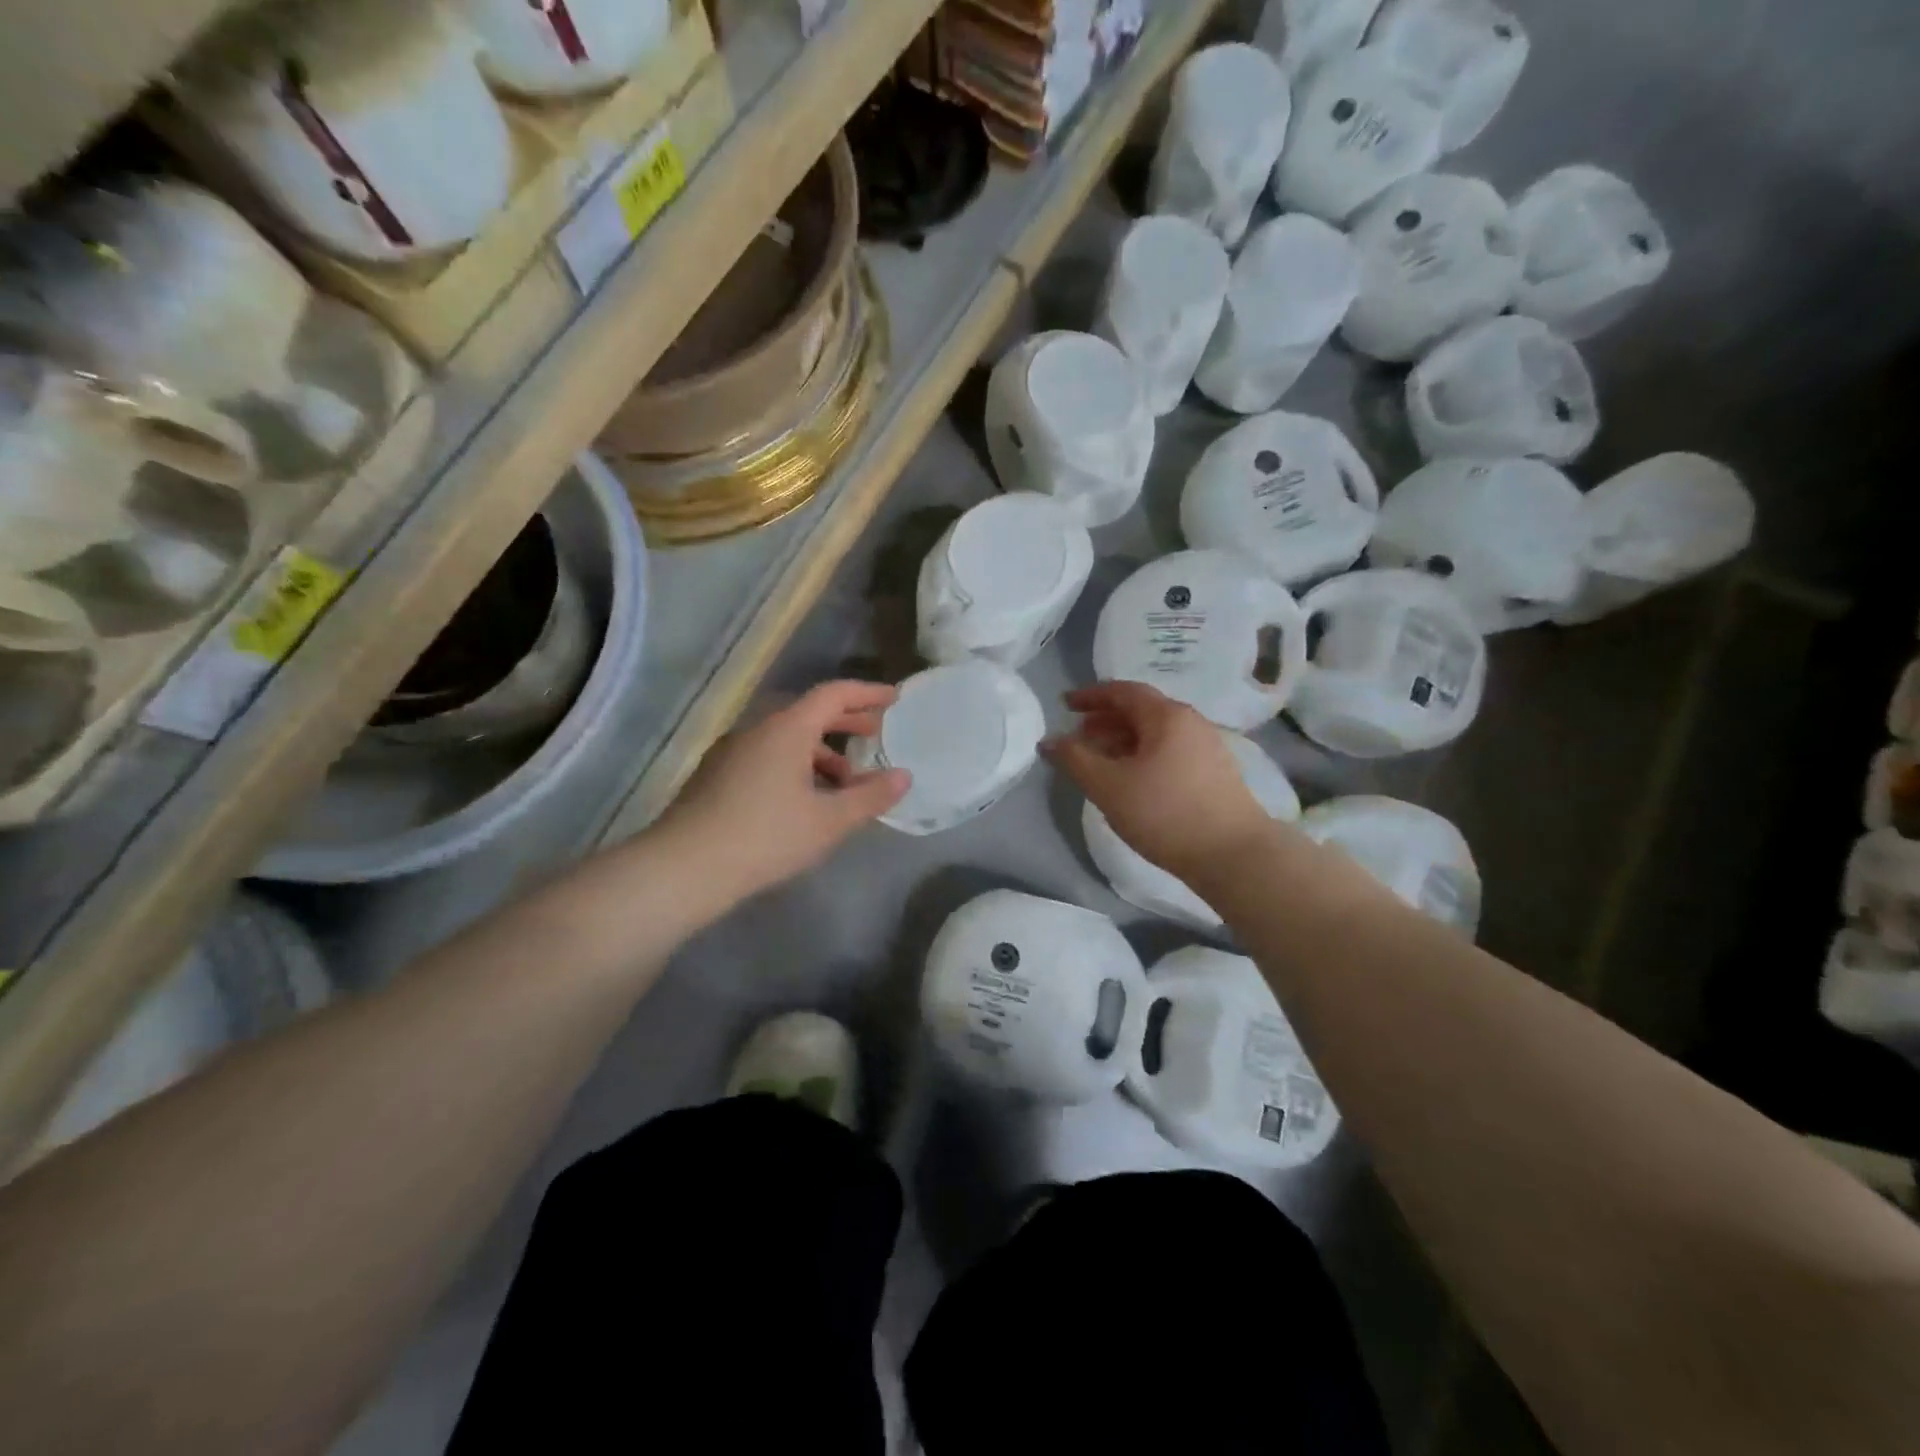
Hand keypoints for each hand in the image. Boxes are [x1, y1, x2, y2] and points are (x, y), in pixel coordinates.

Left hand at [657, 681, 910, 901]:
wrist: (685, 867)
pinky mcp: (716, 775)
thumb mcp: (829, 820)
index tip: (893, 699)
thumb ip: (870, 797)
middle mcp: (757, 729)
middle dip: (845, 722)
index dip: (867, 693)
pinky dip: (795, 766)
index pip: (833, 694)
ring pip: (786, 739)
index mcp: (786, 729)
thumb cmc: (765, 837)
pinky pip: (767, 756)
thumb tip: (903, 776)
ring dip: (821, 752)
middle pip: (808, 713)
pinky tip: (804, 800)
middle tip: (874, 735)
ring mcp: (732, 751)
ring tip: (845, 783)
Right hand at [1043, 681, 1276, 881]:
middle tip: (1078, 737)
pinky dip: (1142, 756)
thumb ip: (1075, 760)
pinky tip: (1131, 782)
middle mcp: (1190, 723)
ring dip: (1122, 741)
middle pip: (1141, 711)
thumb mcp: (1109, 786)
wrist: (1234, 855)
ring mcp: (1206, 748)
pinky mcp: (1213, 774)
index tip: (1065, 705)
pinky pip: (1169, 752)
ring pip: (1155, 734)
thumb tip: (1049, 741)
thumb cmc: (1165, 813)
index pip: (1123, 691)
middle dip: (1105, 720)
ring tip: (1099, 762)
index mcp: (1166, 716)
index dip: (1091, 696)